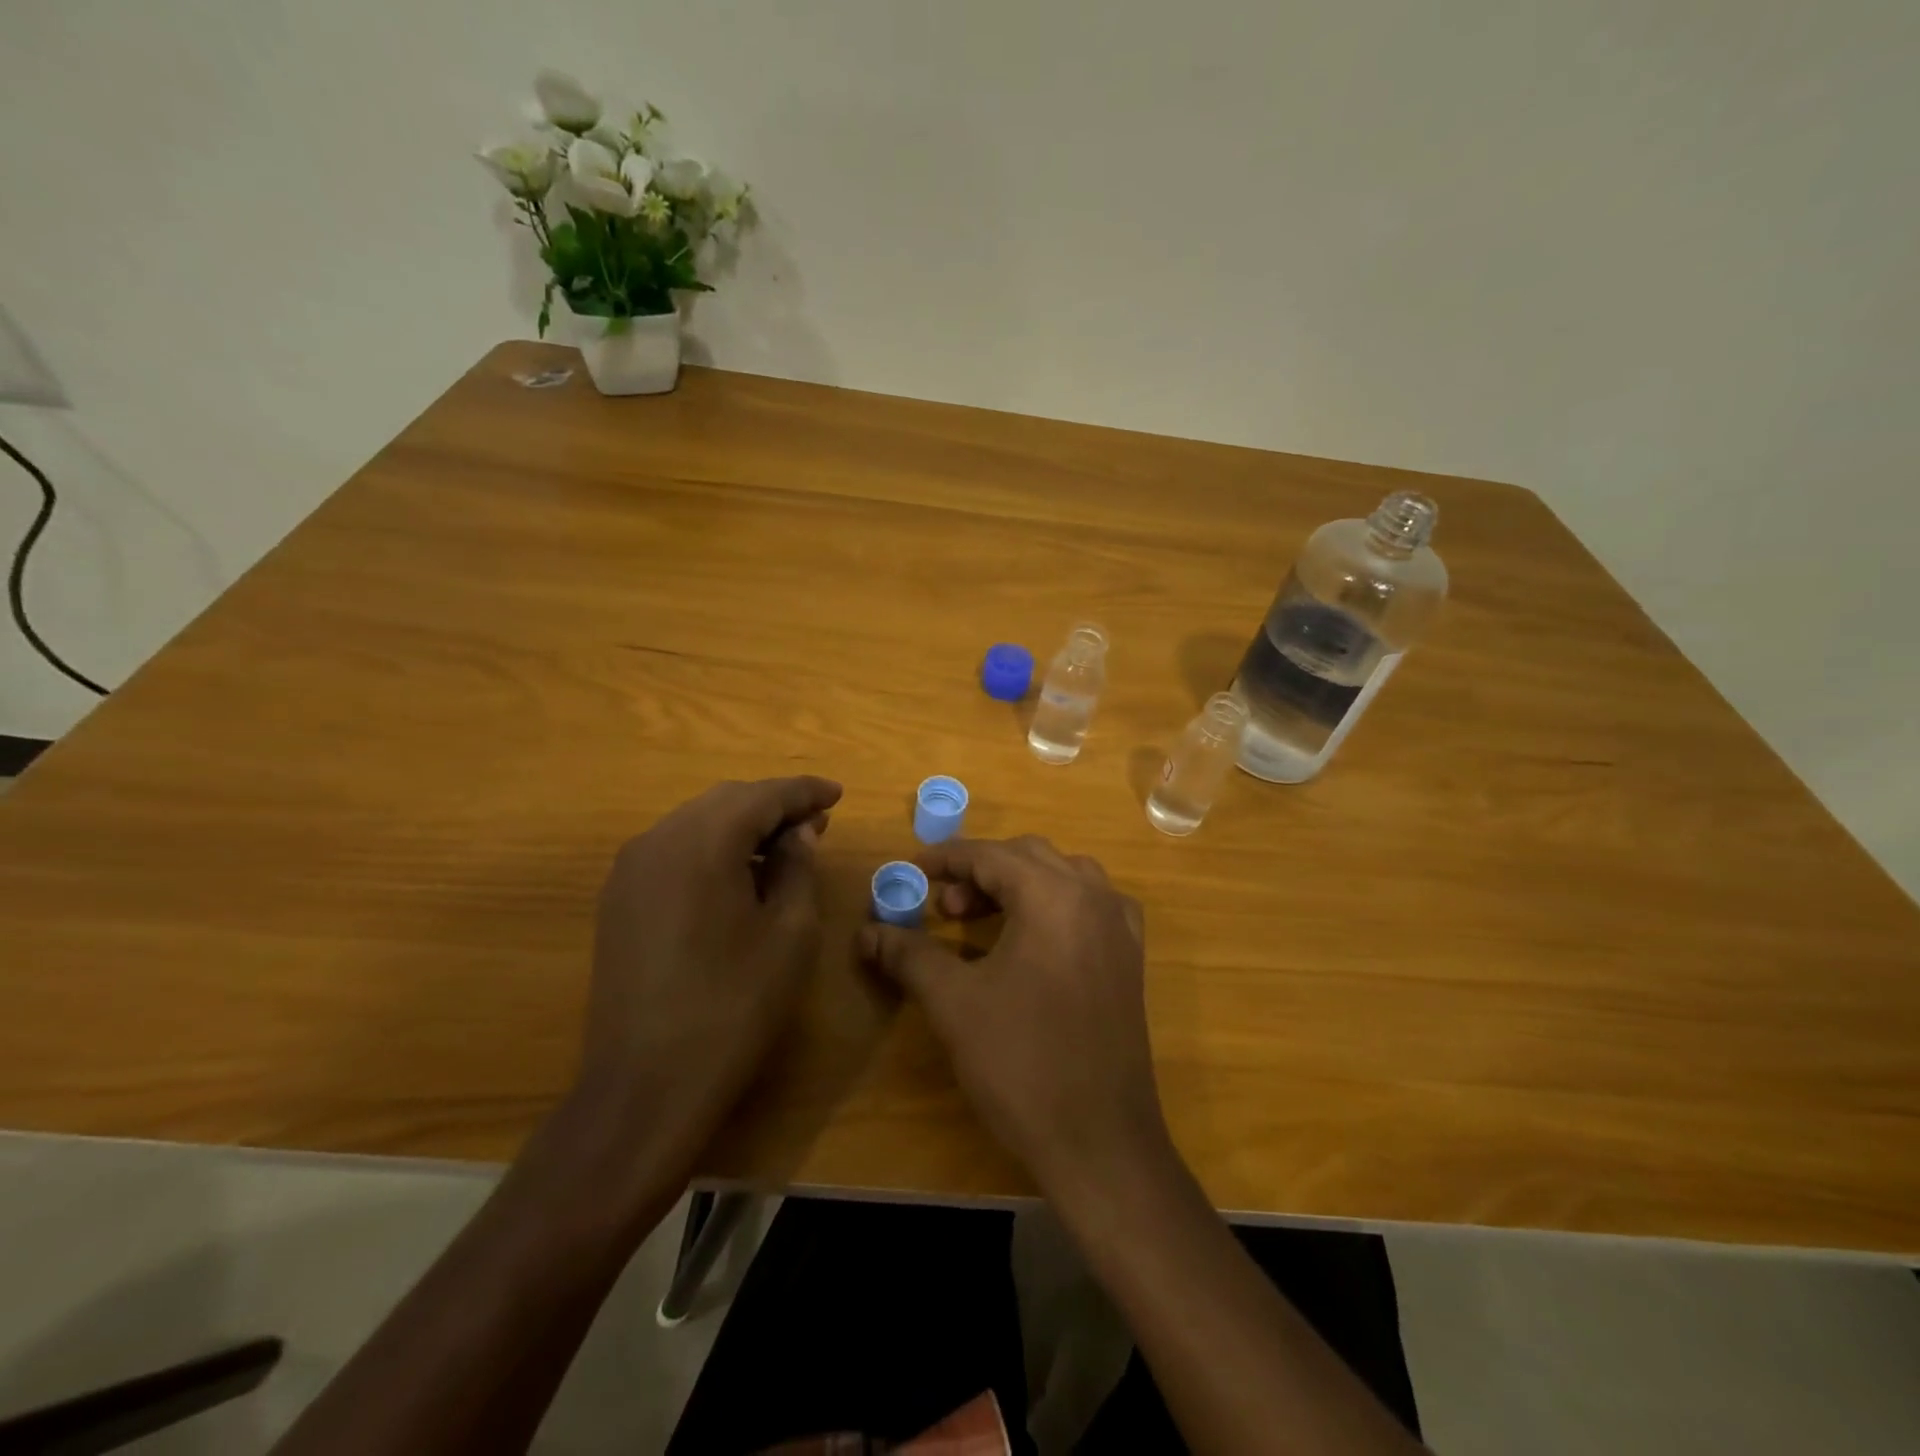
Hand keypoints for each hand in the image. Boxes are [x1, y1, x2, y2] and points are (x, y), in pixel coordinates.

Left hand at [576, 776, 842, 1177]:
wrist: (645, 1085)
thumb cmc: (734, 1006)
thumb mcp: (789, 933)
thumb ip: (798, 867)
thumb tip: (799, 833)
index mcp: (702, 842)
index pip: (763, 796)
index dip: (804, 792)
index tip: (838, 794)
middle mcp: (658, 840)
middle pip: (726, 801)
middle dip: (774, 806)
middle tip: (816, 824)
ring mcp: (630, 870)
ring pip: (696, 823)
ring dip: (742, 826)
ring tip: (783, 848)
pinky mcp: (618, 900)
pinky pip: (673, 851)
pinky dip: (712, 849)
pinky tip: (738, 876)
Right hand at [858, 835, 1169, 1196]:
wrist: (1100, 1142)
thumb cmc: (1021, 1063)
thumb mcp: (953, 1003)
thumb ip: (908, 955)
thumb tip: (866, 931)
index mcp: (1054, 895)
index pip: (991, 855)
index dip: (945, 859)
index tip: (910, 871)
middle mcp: (1094, 896)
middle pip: (1028, 857)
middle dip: (979, 871)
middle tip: (942, 906)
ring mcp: (1119, 927)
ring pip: (1062, 877)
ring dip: (1017, 885)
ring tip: (978, 920)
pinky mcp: (1130, 957)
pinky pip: (1089, 906)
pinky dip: (1053, 905)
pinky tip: (1033, 938)